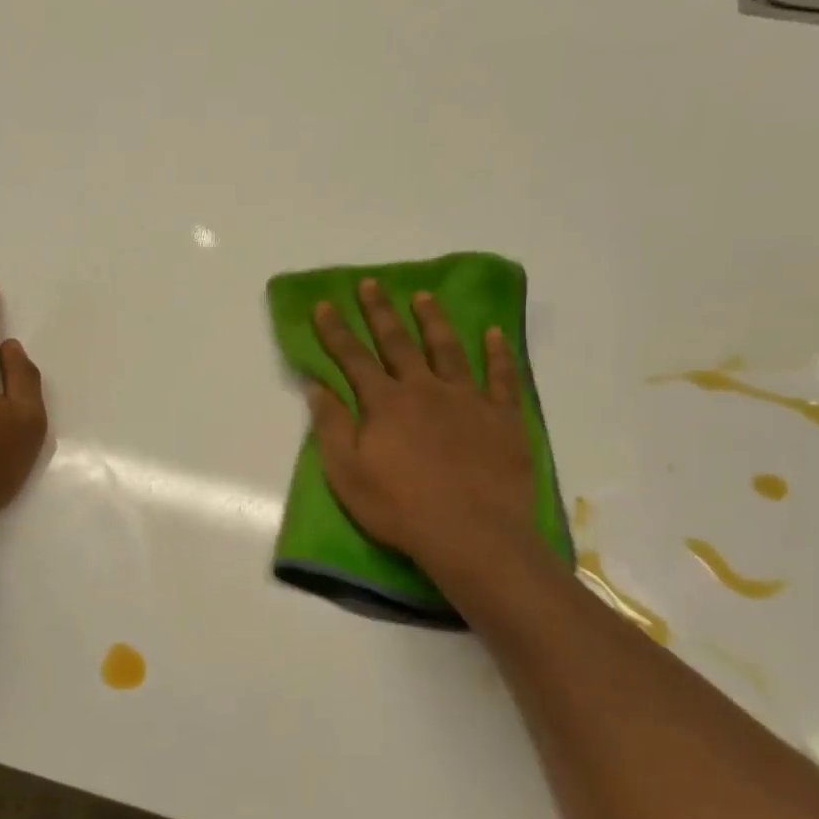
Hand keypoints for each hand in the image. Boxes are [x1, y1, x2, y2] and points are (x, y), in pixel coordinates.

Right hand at [309, 280, 541, 571]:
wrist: (471, 533)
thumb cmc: (399, 507)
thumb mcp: (347, 473)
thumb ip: (331, 426)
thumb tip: (316, 386)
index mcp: (384, 403)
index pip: (353, 358)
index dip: (335, 331)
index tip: (324, 304)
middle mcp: (424, 389)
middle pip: (398, 343)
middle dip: (380, 312)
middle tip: (371, 284)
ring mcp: (467, 400)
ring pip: (447, 349)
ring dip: (433, 321)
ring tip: (424, 297)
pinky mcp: (502, 417)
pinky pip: (500, 377)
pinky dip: (496, 353)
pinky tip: (492, 333)